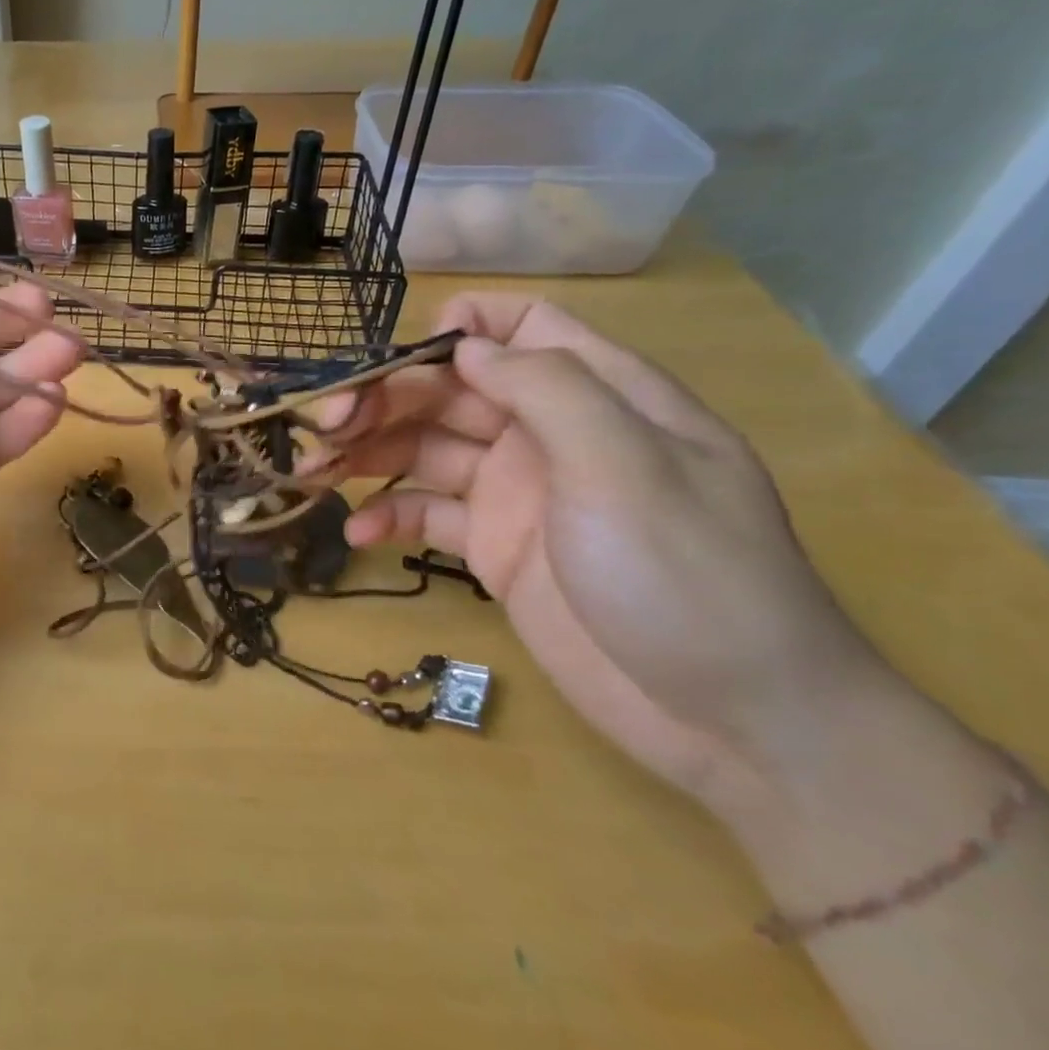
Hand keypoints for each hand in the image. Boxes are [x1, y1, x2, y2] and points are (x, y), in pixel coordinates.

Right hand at [322, 294, 878, 812]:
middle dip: (386, 398)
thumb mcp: (627, 466)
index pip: (524, 329)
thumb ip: (547, 390)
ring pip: (427, 450)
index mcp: (597, 397)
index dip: (463, 329)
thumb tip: (465, 346)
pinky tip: (358, 532)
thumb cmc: (689, 576)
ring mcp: (518, 494)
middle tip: (326, 425)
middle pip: (452, 391)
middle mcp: (550, 435)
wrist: (733, 721)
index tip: (405, 356)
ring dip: (369, 453)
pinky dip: (390, 516)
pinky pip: (429, 515)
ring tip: (315, 471)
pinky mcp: (494, 550)